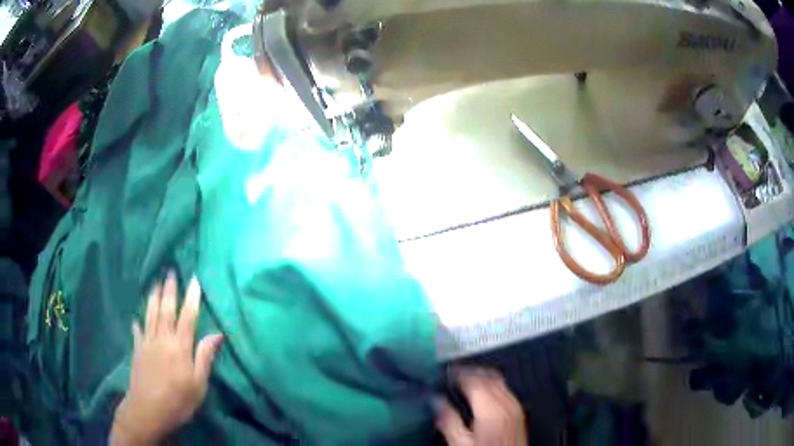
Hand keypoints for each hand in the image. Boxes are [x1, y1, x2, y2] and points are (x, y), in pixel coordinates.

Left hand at [110, 273, 223, 444]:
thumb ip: (205, 357)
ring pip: (150, 315)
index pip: (188, 317)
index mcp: (180, 347)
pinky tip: (136, 318)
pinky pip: (138, 332)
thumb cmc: (178, 400)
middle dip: (169, 290)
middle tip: (170, 271)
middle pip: (166, 310)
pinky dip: (138, 323)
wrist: (147, 410)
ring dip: (153, 298)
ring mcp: (147, 343)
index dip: (192, 298)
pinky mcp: (137, 351)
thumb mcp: (198, 384)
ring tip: (155, 284)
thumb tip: (217, 334)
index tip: (194, 279)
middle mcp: (162, 339)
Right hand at [436, 369, 527, 445]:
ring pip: (498, 380)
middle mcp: (506, 403)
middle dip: (469, 372)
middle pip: (487, 375)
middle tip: (453, 376)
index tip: (445, 374)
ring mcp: (515, 407)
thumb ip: (448, 420)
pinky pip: (506, 390)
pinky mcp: (518, 413)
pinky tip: (483, 396)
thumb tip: (436, 402)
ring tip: (465, 383)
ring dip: (481, 378)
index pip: (472, 378)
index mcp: (489, 408)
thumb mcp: (459, 443)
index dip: (457, 373)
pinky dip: (493, 386)